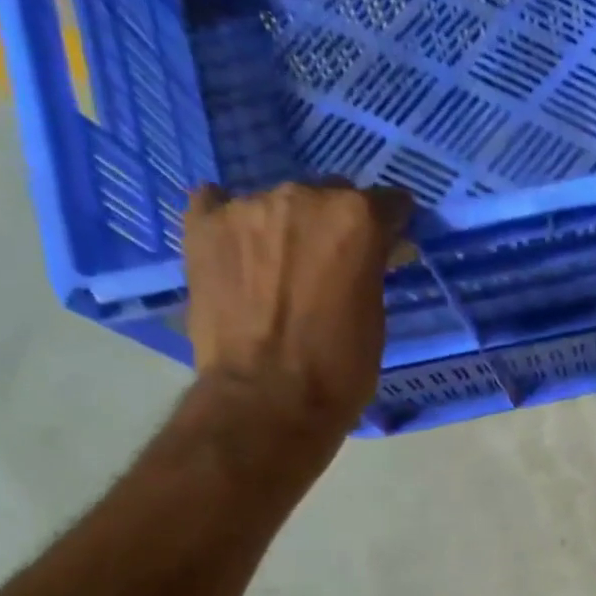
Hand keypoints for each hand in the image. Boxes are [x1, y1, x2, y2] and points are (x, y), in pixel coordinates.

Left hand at [183, 180, 413, 448]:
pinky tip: (239, 250)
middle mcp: (303, 197)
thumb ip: (371, 273)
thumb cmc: (339, 371)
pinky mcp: (202, 225)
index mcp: (356, 220)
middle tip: (336, 263)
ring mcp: (247, 206)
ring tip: (283, 268)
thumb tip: (369, 258)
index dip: (393, 225)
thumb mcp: (375, 319)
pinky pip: (219, 204)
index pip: (387, 203)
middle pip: (330, 196)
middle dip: (338, 225)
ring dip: (288, 228)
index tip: (393, 243)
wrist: (267, 400)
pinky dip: (234, 223)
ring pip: (278, 204)